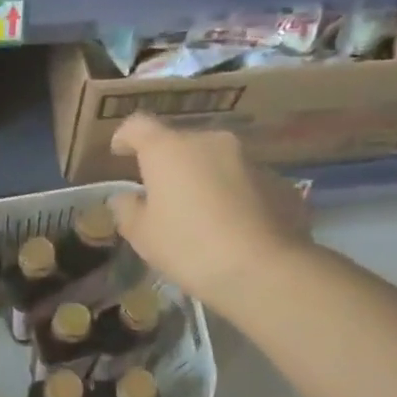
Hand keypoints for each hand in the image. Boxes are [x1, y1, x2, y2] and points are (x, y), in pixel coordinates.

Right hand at [107, 114, 313, 311]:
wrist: (263, 270)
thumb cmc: (189, 248)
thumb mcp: (143, 236)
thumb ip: (127, 210)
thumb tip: (126, 197)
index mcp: (169, 150)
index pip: (138, 126)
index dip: (125, 137)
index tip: (119, 152)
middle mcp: (210, 142)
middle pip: (181, 144)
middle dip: (170, 165)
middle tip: (163, 196)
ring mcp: (249, 158)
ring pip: (216, 162)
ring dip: (204, 179)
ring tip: (201, 215)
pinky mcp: (278, 181)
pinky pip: (244, 182)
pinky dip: (233, 196)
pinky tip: (233, 227)